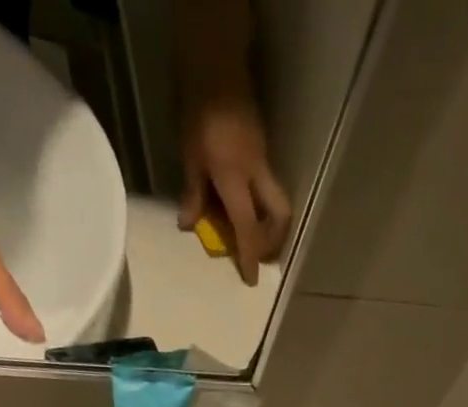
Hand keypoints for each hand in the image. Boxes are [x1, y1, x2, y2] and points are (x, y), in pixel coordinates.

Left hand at [180, 91, 291, 285]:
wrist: (216, 65)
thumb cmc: (198, 111)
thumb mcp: (190, 154)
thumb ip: (193, 192)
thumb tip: (188, 225)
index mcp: (236, 179)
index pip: (247, 228)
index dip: (250, 256)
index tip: (252, 279)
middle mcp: (257, 173)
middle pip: (279, 215)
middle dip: (273, 240)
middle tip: (261, 254)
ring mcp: (264, 159)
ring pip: (276, 201)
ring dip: (269, 223)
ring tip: (253, 235)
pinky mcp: (263, 148)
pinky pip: (267, 185)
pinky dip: (261, 203)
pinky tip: (246, 205)